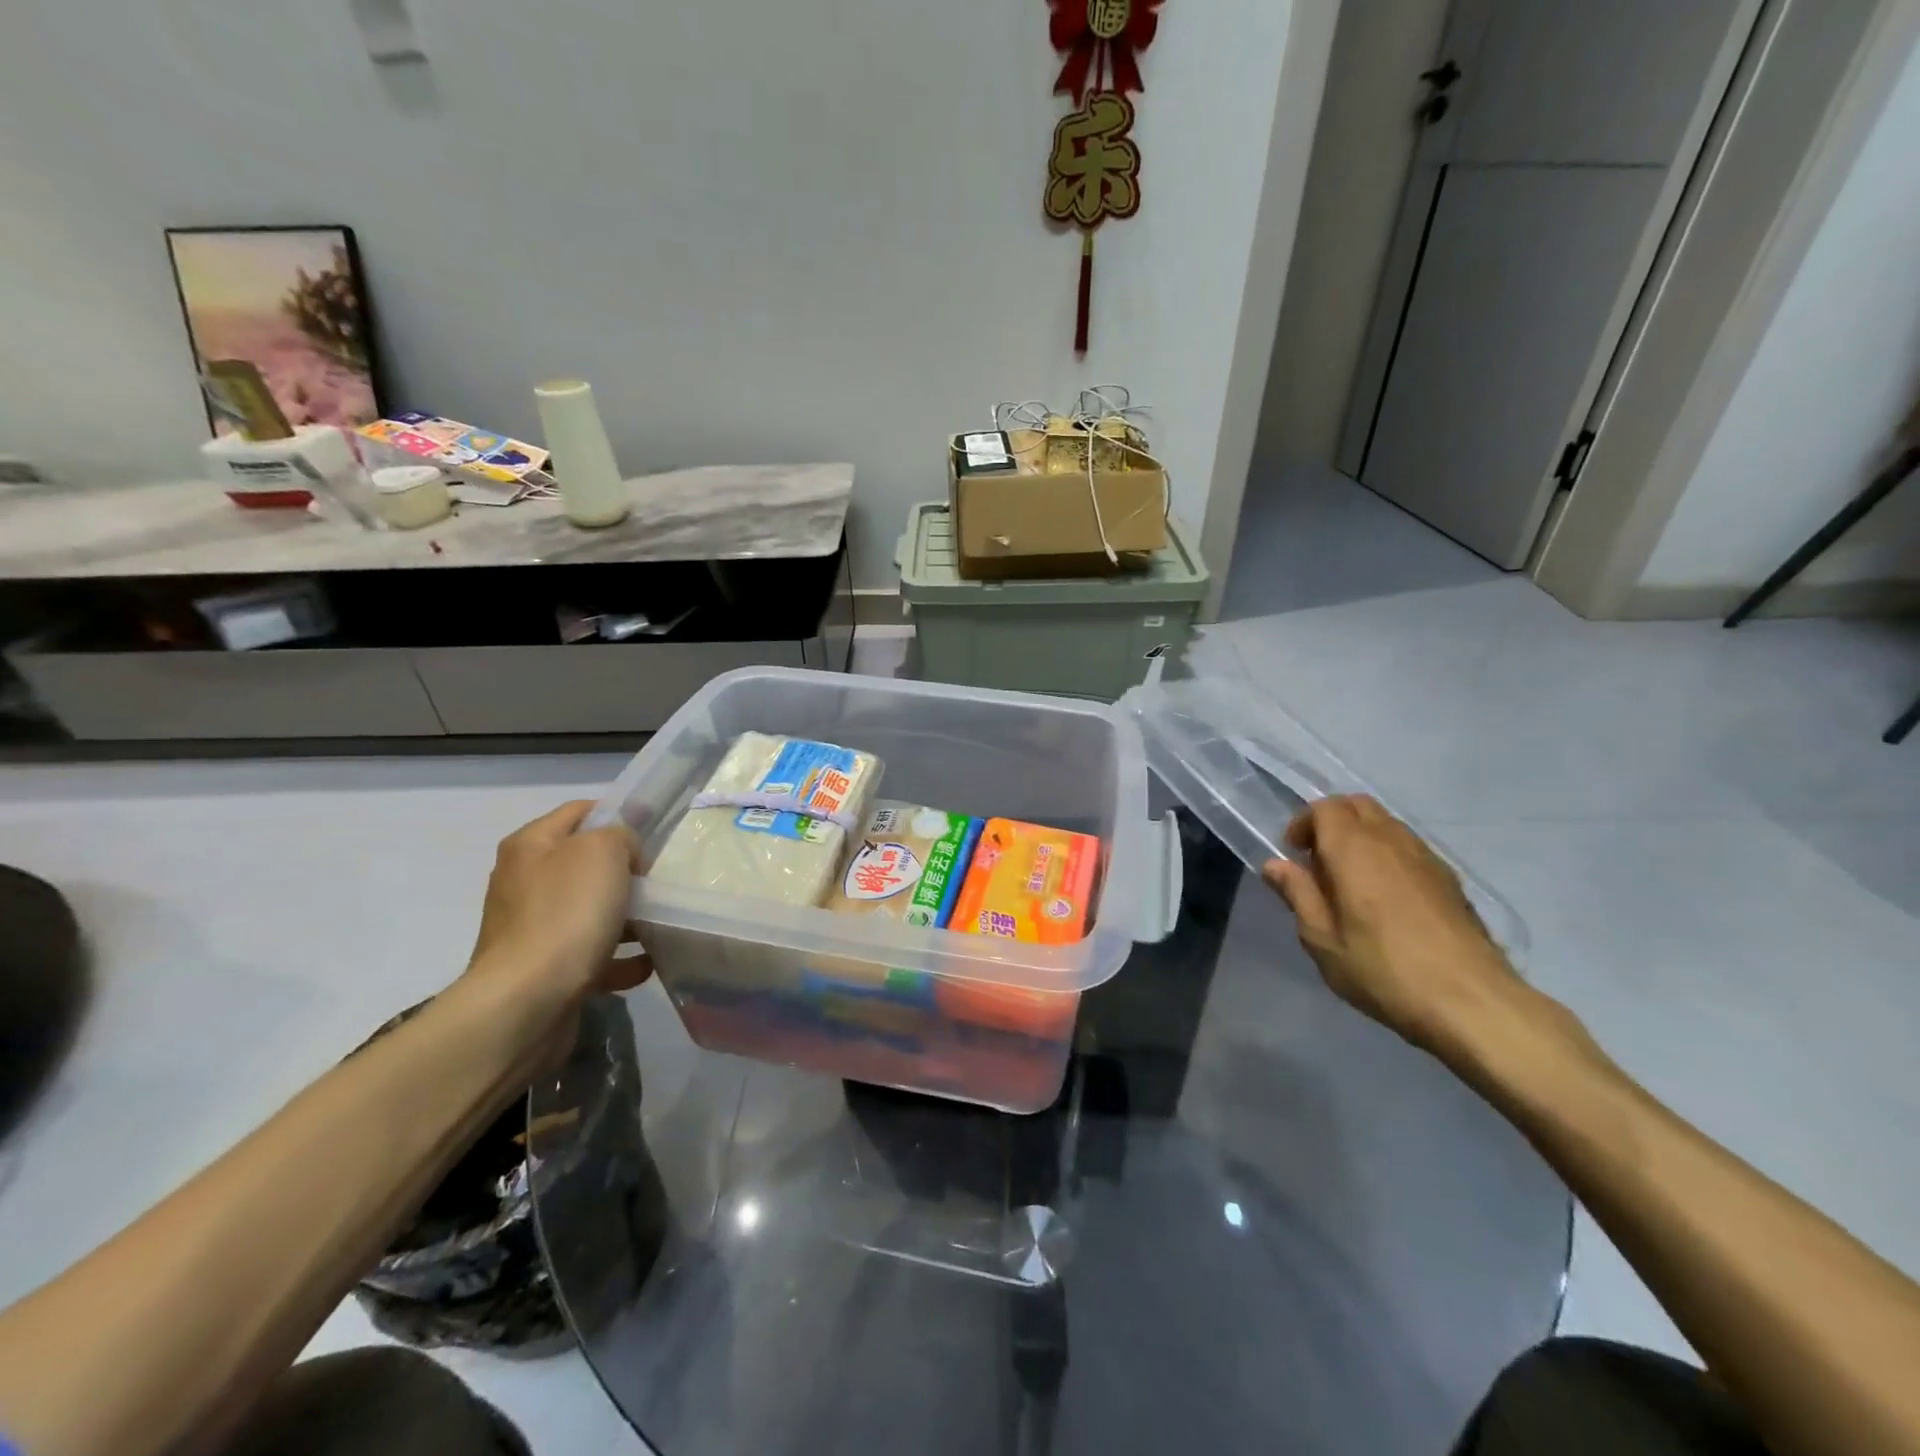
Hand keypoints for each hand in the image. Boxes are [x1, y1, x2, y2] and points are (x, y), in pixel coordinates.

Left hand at [463, 801, 651, 1010]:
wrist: (527, 1001)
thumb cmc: (566, 914)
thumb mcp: (603, 851)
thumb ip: (621, 836)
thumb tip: (623, 854)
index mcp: (530, 846)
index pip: (580, 811)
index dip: (618, 814)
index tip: (654, 831)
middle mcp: (523, 882)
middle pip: (586, 864)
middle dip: (626, 871)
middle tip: (658, 880)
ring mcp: (531, 928)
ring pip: (590, 911)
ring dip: (627, 917)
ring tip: (660, 924)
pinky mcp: (542, 969)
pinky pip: (590, 954)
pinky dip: (619, 958)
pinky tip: (645, 963)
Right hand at [1261, 795, 1518, 1054]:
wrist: (1471, 1001)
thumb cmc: (1382, 969)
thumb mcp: (1322, 939)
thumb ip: (1298, 894)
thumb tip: (1275, 865)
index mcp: (1353, 849)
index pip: (1325, 807)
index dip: (1304, 823)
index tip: (1294, 855)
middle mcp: (1391, 840)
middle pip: (1358, 805)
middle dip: (1332, 821)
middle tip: (1318, 861)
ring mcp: (1426, 857)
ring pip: (1386, 824)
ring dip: (1361, 837)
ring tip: (1351, 880)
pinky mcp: (1450, 879)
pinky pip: (1409, 847)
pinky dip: (1388, 855)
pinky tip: (1386, 898)